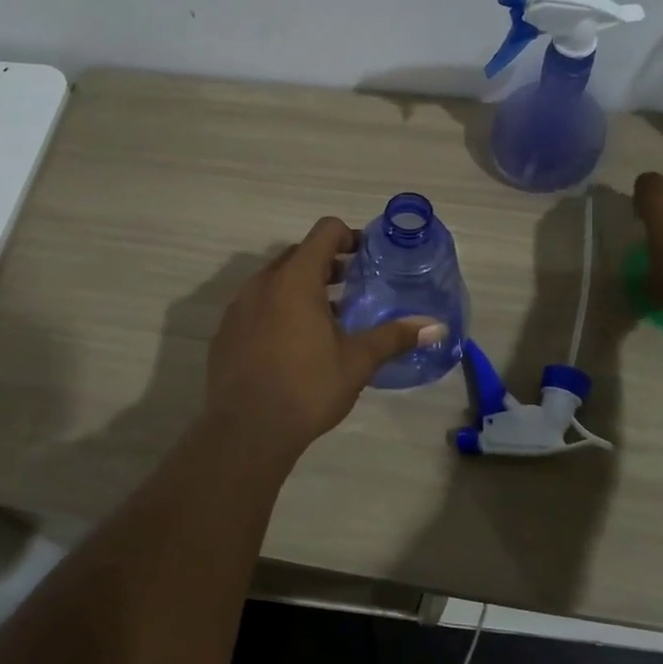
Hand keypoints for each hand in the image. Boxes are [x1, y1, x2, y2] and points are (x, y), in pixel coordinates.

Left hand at [205, 217, 440, 460]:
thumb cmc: (307, 388)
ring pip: (275, 281)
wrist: (246, 431)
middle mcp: (262, 283)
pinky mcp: (225, 331)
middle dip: (327, 264)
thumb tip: (437, 326)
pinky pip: (256, 305)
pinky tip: (293, 345)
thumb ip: (394, 337)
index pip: (324, 232)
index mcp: (296, 279)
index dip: (349, 237)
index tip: (367, 257)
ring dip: (301, 288)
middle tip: (352, 288)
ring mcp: (238, 306)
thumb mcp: (357, 362)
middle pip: (298, 254)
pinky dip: (277, 309)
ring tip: (326, 318)